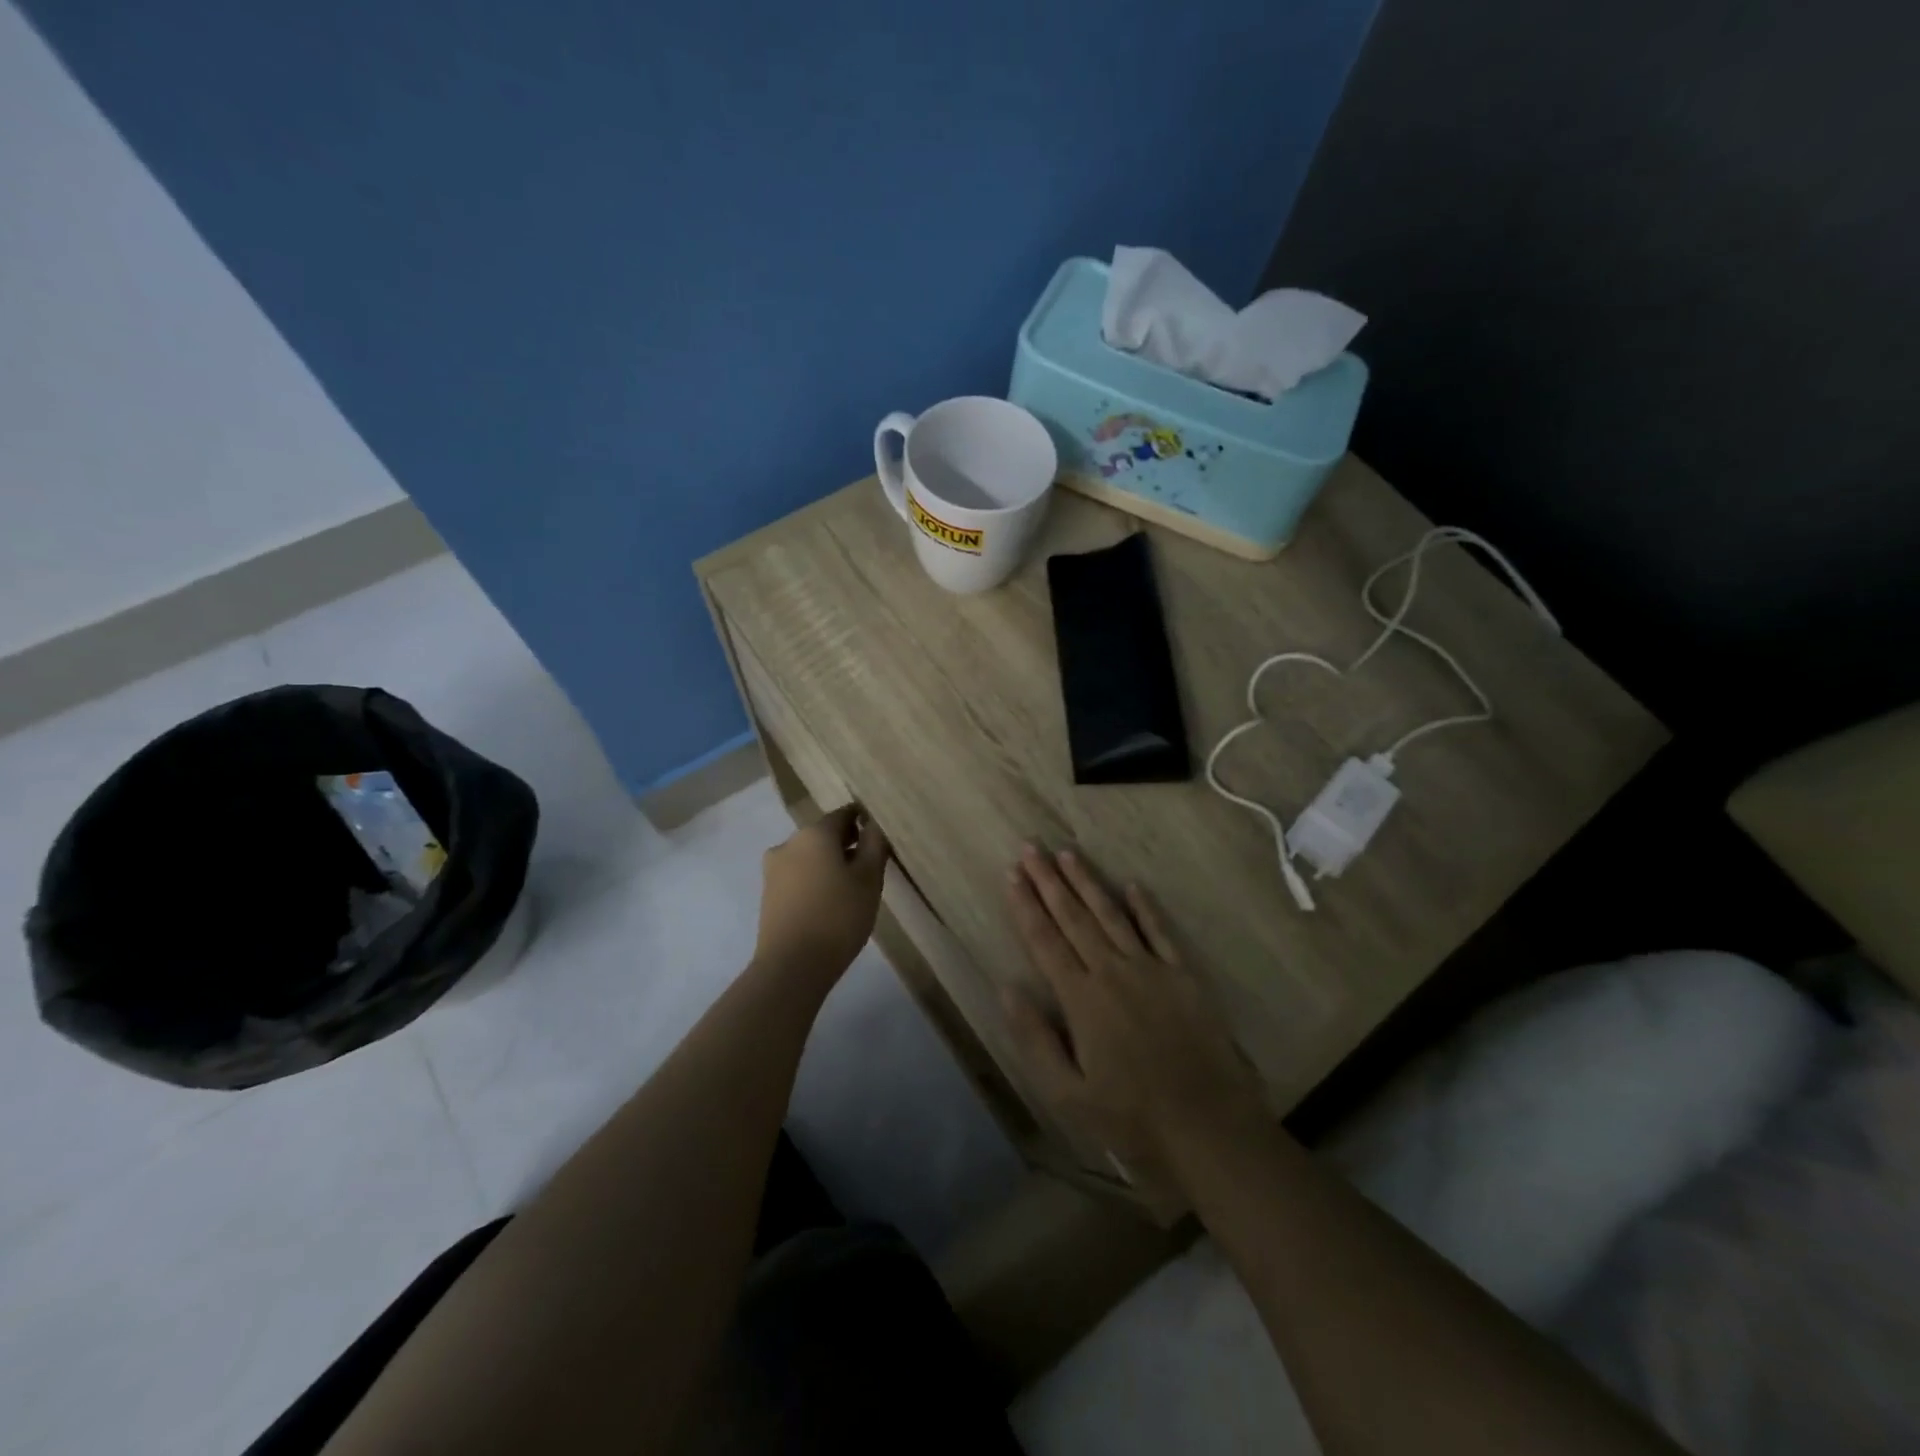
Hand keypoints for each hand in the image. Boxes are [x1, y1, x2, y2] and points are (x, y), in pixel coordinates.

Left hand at [754, 804, 889, 984]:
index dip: (864, 821)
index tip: (879, 837)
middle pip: (824, 834)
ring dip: (829, 863)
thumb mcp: (868, 879)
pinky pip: (798, 876)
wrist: (792, 966)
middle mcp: (789, 843)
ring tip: (851, 889)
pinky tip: (829, 903)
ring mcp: (773, 869)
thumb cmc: (838, 916)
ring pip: (809, 856)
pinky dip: (814, 880)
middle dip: (846, 844)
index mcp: (814, 833)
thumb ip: (874, 845)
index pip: (844, 814)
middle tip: (870, 866)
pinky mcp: (768, 894)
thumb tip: (874, 823)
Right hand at [1003, 845, 1266, 1195]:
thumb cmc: (1131, 1116)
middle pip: (1074, 917)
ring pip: (1112, 914)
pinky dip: (1146, 907)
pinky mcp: (1184, 976)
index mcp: (1081, 998)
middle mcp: (1112, 971)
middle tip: (1031, 848)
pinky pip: (1160, 931)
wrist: (1209, 1128)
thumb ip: (1035, 1038)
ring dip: (1088, 882)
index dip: (1025, 905)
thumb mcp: (1068, 1093)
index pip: (1045, 940)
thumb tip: (1007, 988)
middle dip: (1049, 880)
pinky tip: (1132, 885)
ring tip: (1068, 853)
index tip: (1012, 874)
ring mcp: (1151, 969)